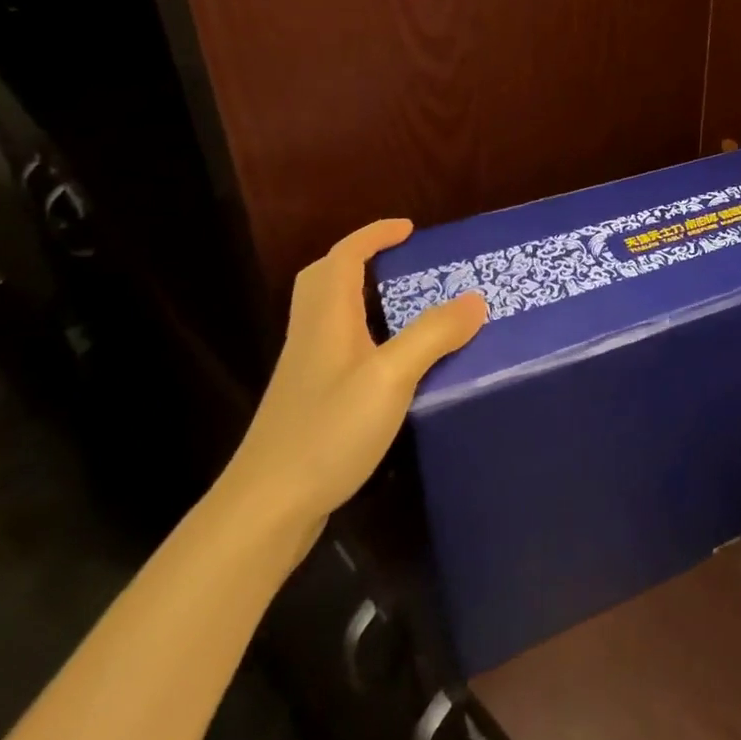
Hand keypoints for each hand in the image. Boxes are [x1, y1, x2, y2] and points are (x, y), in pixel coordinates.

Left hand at [220, 219, 485, 545]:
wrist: (265, 510)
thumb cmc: (327, 432)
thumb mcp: (390, 378)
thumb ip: (433, 335)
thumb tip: (475, 299)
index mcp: (327, 320)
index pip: (344, 258)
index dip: (374, 235)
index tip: (410, 228)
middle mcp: (312, 338)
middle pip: (325, 280)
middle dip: (361, 259)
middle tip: (402, 261)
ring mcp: (307, 373)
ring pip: (331, 315)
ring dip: (364, 296)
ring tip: (407, 305)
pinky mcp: (311, 404)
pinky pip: (339, 347)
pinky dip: (366, 334)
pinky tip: (392, 363)